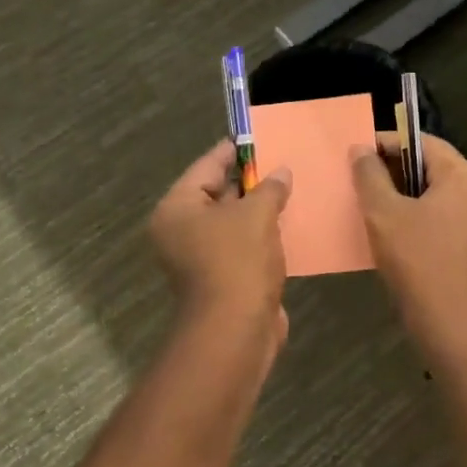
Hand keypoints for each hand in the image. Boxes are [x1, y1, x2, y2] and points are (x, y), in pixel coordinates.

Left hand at [150, 141, 292, 336]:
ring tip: (288, 189)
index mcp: (177, 209)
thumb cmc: (238, 261)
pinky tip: (286, 224)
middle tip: (278, 162)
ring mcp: (199, 257)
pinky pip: (241, 245)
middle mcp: (180, 231)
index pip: (206, 166)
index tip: (256, 137)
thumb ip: (269, 188)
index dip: (232, 151)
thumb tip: (281, 173)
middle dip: (248, 181)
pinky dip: (260, 235)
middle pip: (216, 194)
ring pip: (231, 222)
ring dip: (257, 210)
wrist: (237, 330)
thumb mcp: (256, 214)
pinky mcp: (220, 277)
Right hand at [351, 133, 466, 349]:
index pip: (423, 142)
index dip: (388, 143)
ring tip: (369, 208)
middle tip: (358, 182)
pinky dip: (416, 220)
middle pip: (430, 168)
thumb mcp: (384, 213)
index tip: (357, 154)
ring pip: (434, 197)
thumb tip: (361, 150)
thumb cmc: (418, 259)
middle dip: (393, 172)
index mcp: (463, 176)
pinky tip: (390, 236)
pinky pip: (440, 221)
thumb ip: (370, 175)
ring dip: (402, 198)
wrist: (451, 323)